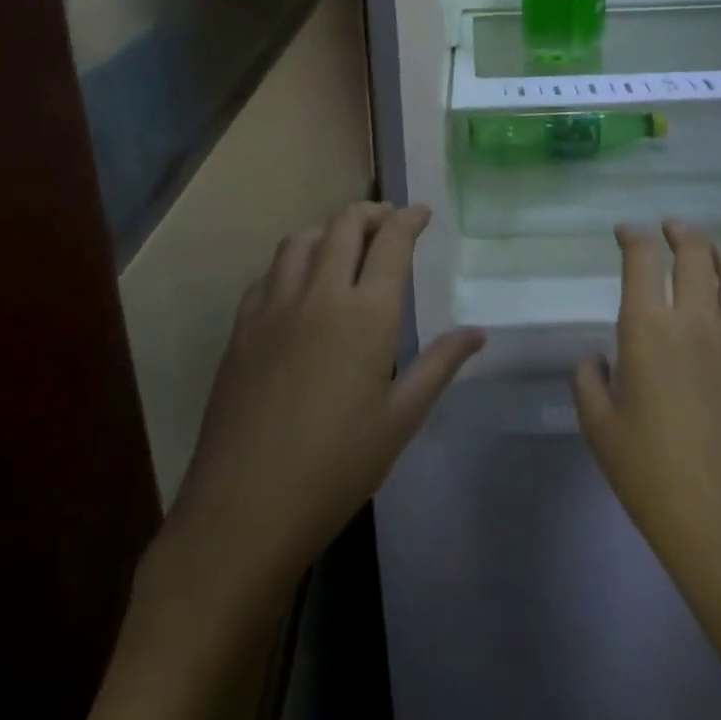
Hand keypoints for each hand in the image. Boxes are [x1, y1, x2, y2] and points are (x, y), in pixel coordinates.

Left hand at [166, 201, 484, 596]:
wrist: (246, 507)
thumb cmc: (337, 467)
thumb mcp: (401, 418)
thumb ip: (440, 365)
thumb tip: (478, 332)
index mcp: (366, 313)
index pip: (392, 242)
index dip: (409, 219)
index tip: (422, 212)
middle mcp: (319, 294)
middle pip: (345, 226)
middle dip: (372, 213)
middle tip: (389, 219)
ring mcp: (274, 306)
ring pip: (301, 239)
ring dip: (329, 229)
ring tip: (345, 242)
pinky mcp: (242, 326)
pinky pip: (270, 272)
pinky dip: (293, 260)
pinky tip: (299, 284)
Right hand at [572, 220, 720, 618]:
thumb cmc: (654, 476)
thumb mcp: (599, 429)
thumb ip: (588, 381)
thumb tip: (596, 358)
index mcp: (648, 329)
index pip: (643, 259)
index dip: (633, 235)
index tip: (626, 231)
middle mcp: (697, 320)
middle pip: (695, 252)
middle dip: (679, 231)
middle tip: (669, 228)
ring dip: (716, 250)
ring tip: (705, 247)